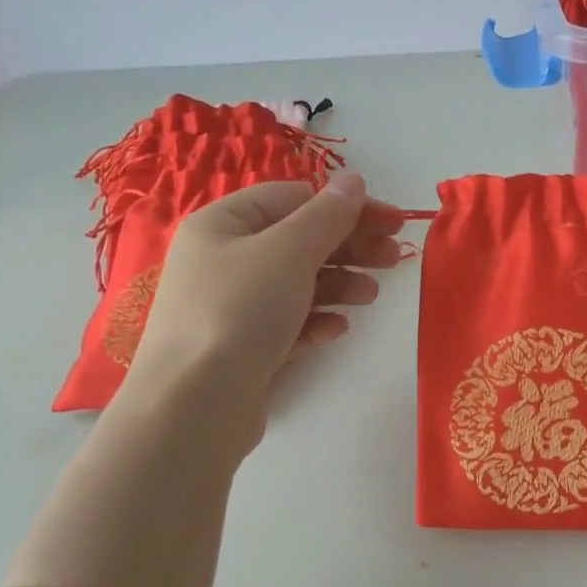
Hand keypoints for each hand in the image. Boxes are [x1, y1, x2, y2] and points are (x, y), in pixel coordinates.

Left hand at [120, 171, 402, 411]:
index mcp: (224, 223)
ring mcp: (231, 307)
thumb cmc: (239, 310)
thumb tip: (355, 180)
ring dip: (338, 284)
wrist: (194, 405)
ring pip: (297, 283)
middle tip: (393, 259)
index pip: (294, 198)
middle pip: (299, 241)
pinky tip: (337, 328)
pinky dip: (316, 320)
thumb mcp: (289, 251)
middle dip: (349, 247)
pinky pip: (287, 323)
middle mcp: (223, 259)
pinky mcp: (243, 348)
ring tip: (370, 297)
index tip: (393, 222)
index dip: (347, 206)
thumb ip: (328, 215)